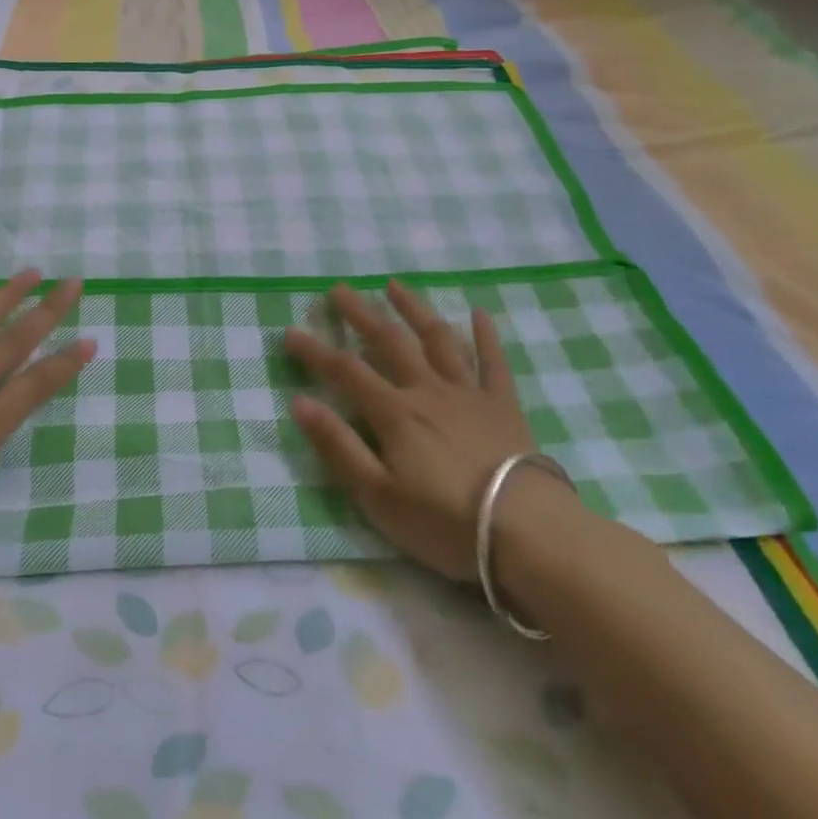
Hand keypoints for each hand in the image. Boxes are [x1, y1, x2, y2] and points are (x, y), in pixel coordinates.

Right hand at [284, 281, 563, 582]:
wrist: (527, 532)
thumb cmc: (445, 521)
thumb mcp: (378, 495)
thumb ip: (338, 446)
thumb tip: (300, 402)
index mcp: (395, 413)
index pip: (346, 371)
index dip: (315, 351)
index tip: (290, 332)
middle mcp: (428, 390)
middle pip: (389, 342)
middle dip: (361, 314)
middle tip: (340, 289)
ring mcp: (468, 394)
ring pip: (438, 339)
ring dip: (414, 310)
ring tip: (395, 286)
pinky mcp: (503, 406)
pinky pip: (493, 362)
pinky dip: (485, 336)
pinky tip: (479, 313)